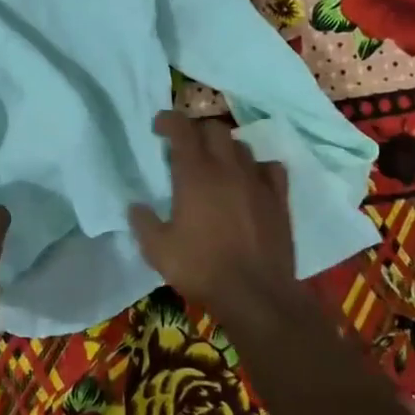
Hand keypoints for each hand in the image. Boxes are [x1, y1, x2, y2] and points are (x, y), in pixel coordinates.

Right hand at [128, 111, 295, 311]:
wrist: (256, 294)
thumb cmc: (201, 269)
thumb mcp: (157, 250)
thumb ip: (143, 222)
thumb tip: (136, 206)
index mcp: (194, 174)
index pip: (182, 128)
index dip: (169, 120)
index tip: (159, 126)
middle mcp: (227, 168)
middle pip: (214, 129)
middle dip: (197, 131)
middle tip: (186, 147)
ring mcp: (256, 181)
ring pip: (241, 146)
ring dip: (225, 148)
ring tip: (217, 164)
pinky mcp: (279, 198)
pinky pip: (270, 168)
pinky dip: (257, 167)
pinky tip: (251, 180)